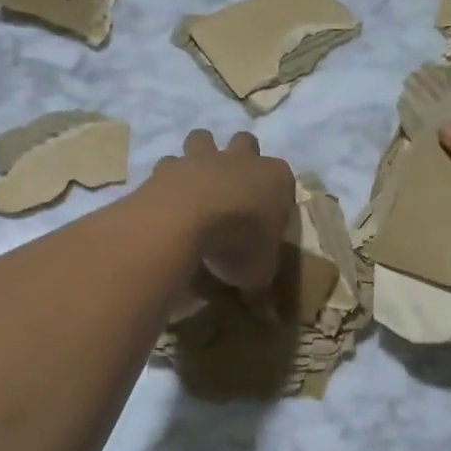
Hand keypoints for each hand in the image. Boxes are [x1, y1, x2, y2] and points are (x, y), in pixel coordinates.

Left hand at [147, 130, 295, 294]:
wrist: (187, 219)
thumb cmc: (238, 242)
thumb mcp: (258, 273)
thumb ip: (260, 285)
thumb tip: (265, 312)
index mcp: (275, 178)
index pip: (284, 179)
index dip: (276, 196)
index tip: (267, 219)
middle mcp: (241, 159)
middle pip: (245, 143)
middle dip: (240, 158)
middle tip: (233, 189)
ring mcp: (203, 157)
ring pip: (203, 138)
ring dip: (200, 155)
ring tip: (196, 185)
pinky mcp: (170, 165)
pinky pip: (169, 165)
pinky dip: (168, 179)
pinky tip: (166, 200)